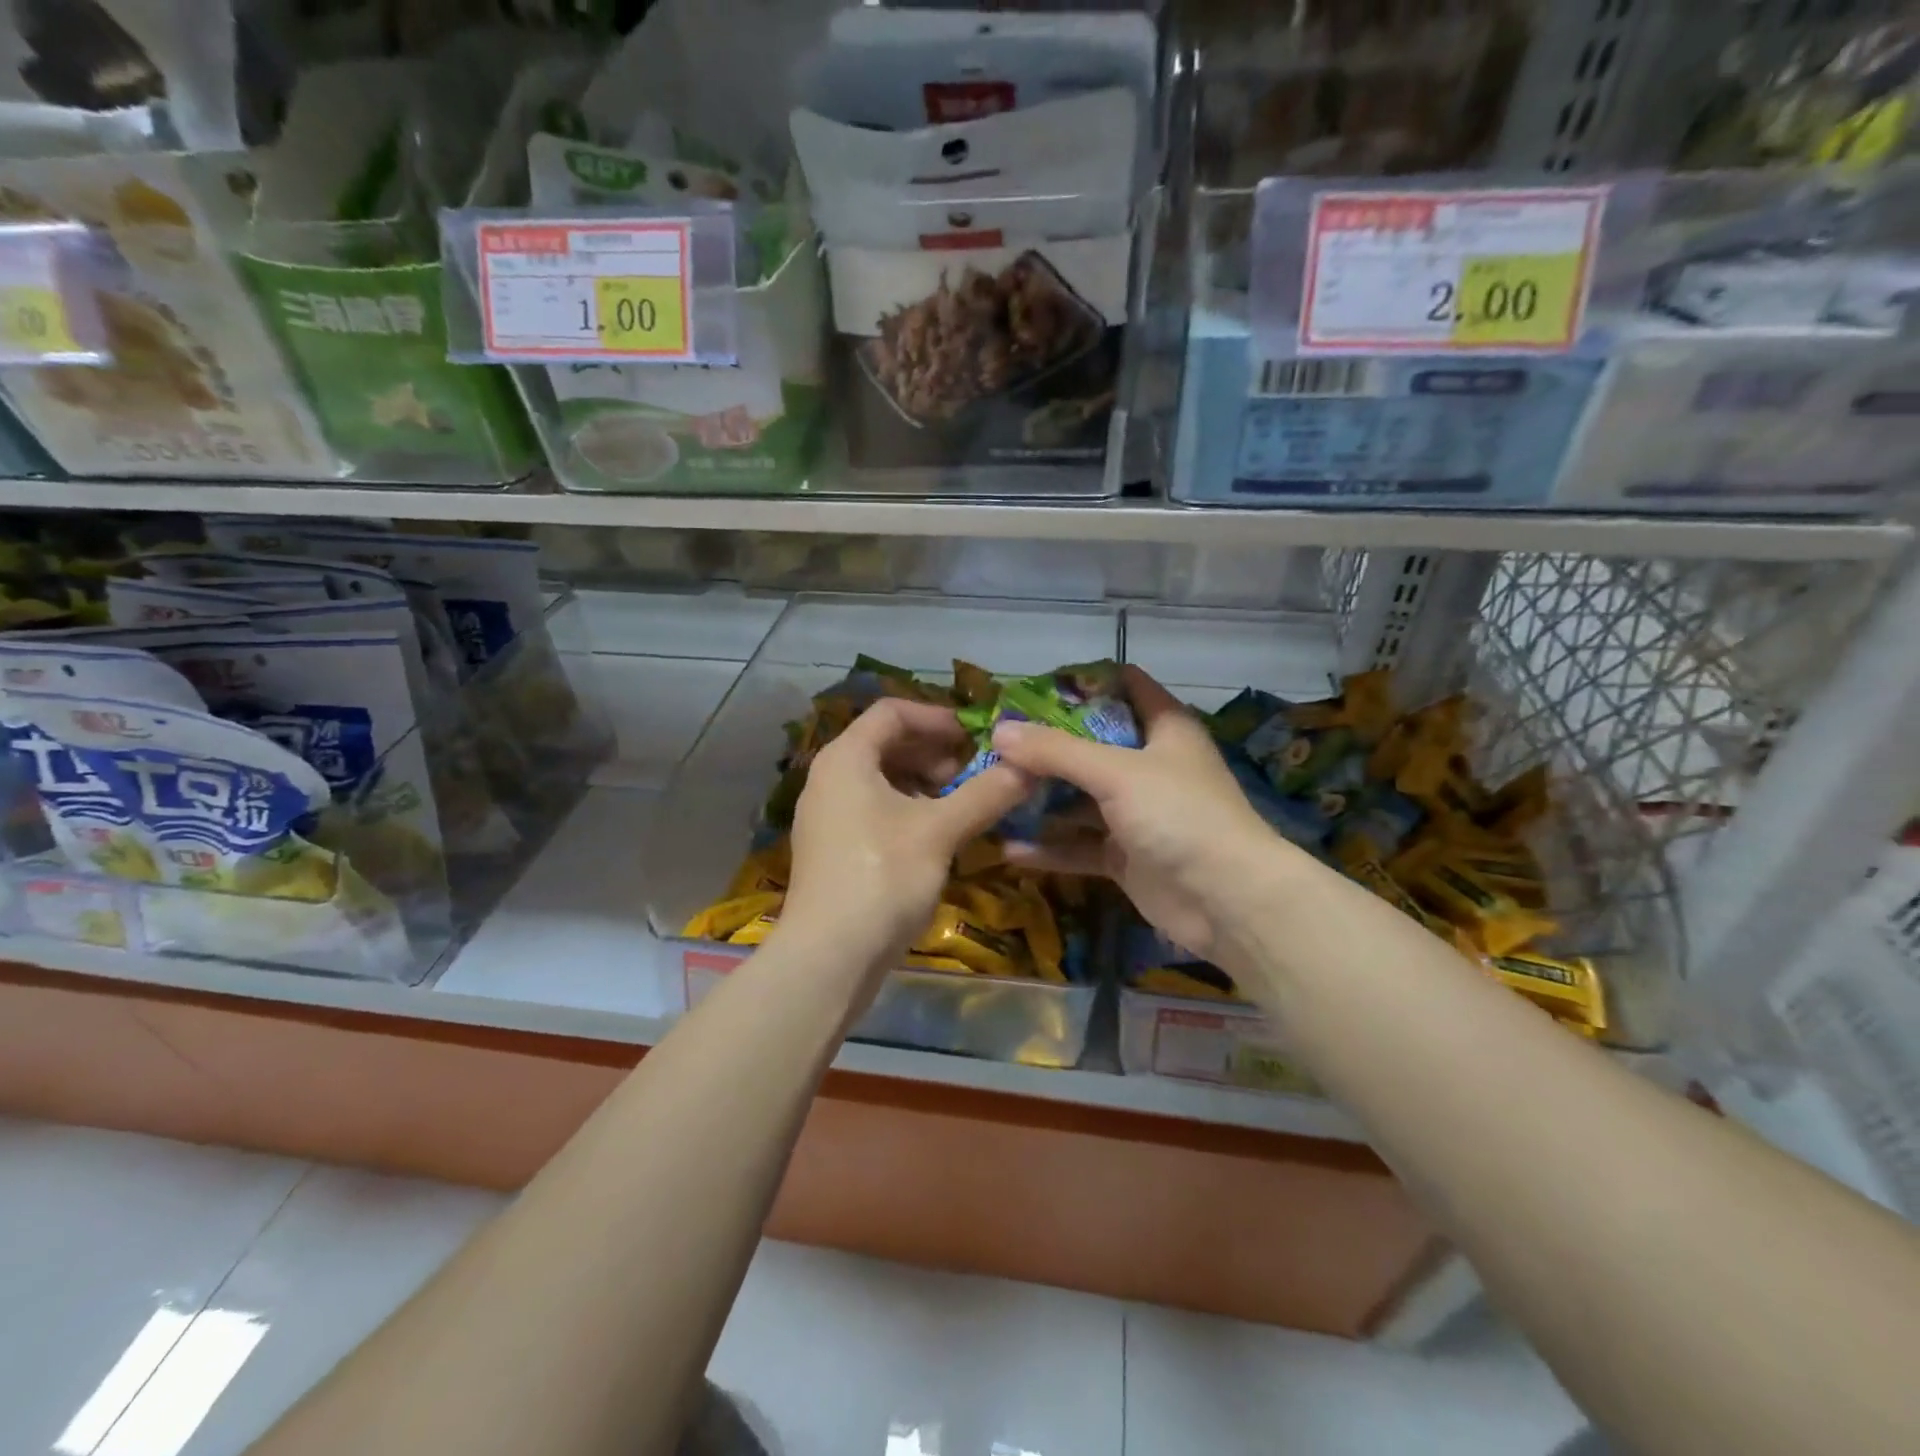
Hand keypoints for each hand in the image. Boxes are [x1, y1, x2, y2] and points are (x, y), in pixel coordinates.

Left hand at [781, 697, 1032, 974]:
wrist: (829, 958)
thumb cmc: (882, 878)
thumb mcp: (940, 831)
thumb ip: (986, 793)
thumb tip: (1030, 767)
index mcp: (846, 759)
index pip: (891, 712)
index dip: (936, 717)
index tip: (975, 735)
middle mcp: (829, 779)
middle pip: (885, 745)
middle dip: (934, 753)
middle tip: (973, 772)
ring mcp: (827, 816)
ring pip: (881, 781)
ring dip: (924, 784)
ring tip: (962, 804)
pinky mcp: (833, 849)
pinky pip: (874, 810)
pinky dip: (908, 810)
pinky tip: (938, 836)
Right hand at [992, 667, 1291, 961]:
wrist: (1226, 900)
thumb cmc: (1179, 814)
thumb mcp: (1116, 773)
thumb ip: (1056, 751)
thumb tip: (1000, 731)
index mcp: (1163, 729)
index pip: (1124, 687)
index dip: (1082, 683)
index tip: (1030, 688)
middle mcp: (1149, 765)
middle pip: (1091, 745)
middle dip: (1045, 746)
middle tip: (994, 743)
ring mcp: (1136, 813)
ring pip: (1080, 798)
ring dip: (1041, 798)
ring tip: (990, 792)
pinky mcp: (1125, 855)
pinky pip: (1079, 845)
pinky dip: (1049, 847)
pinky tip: (1008, 849)